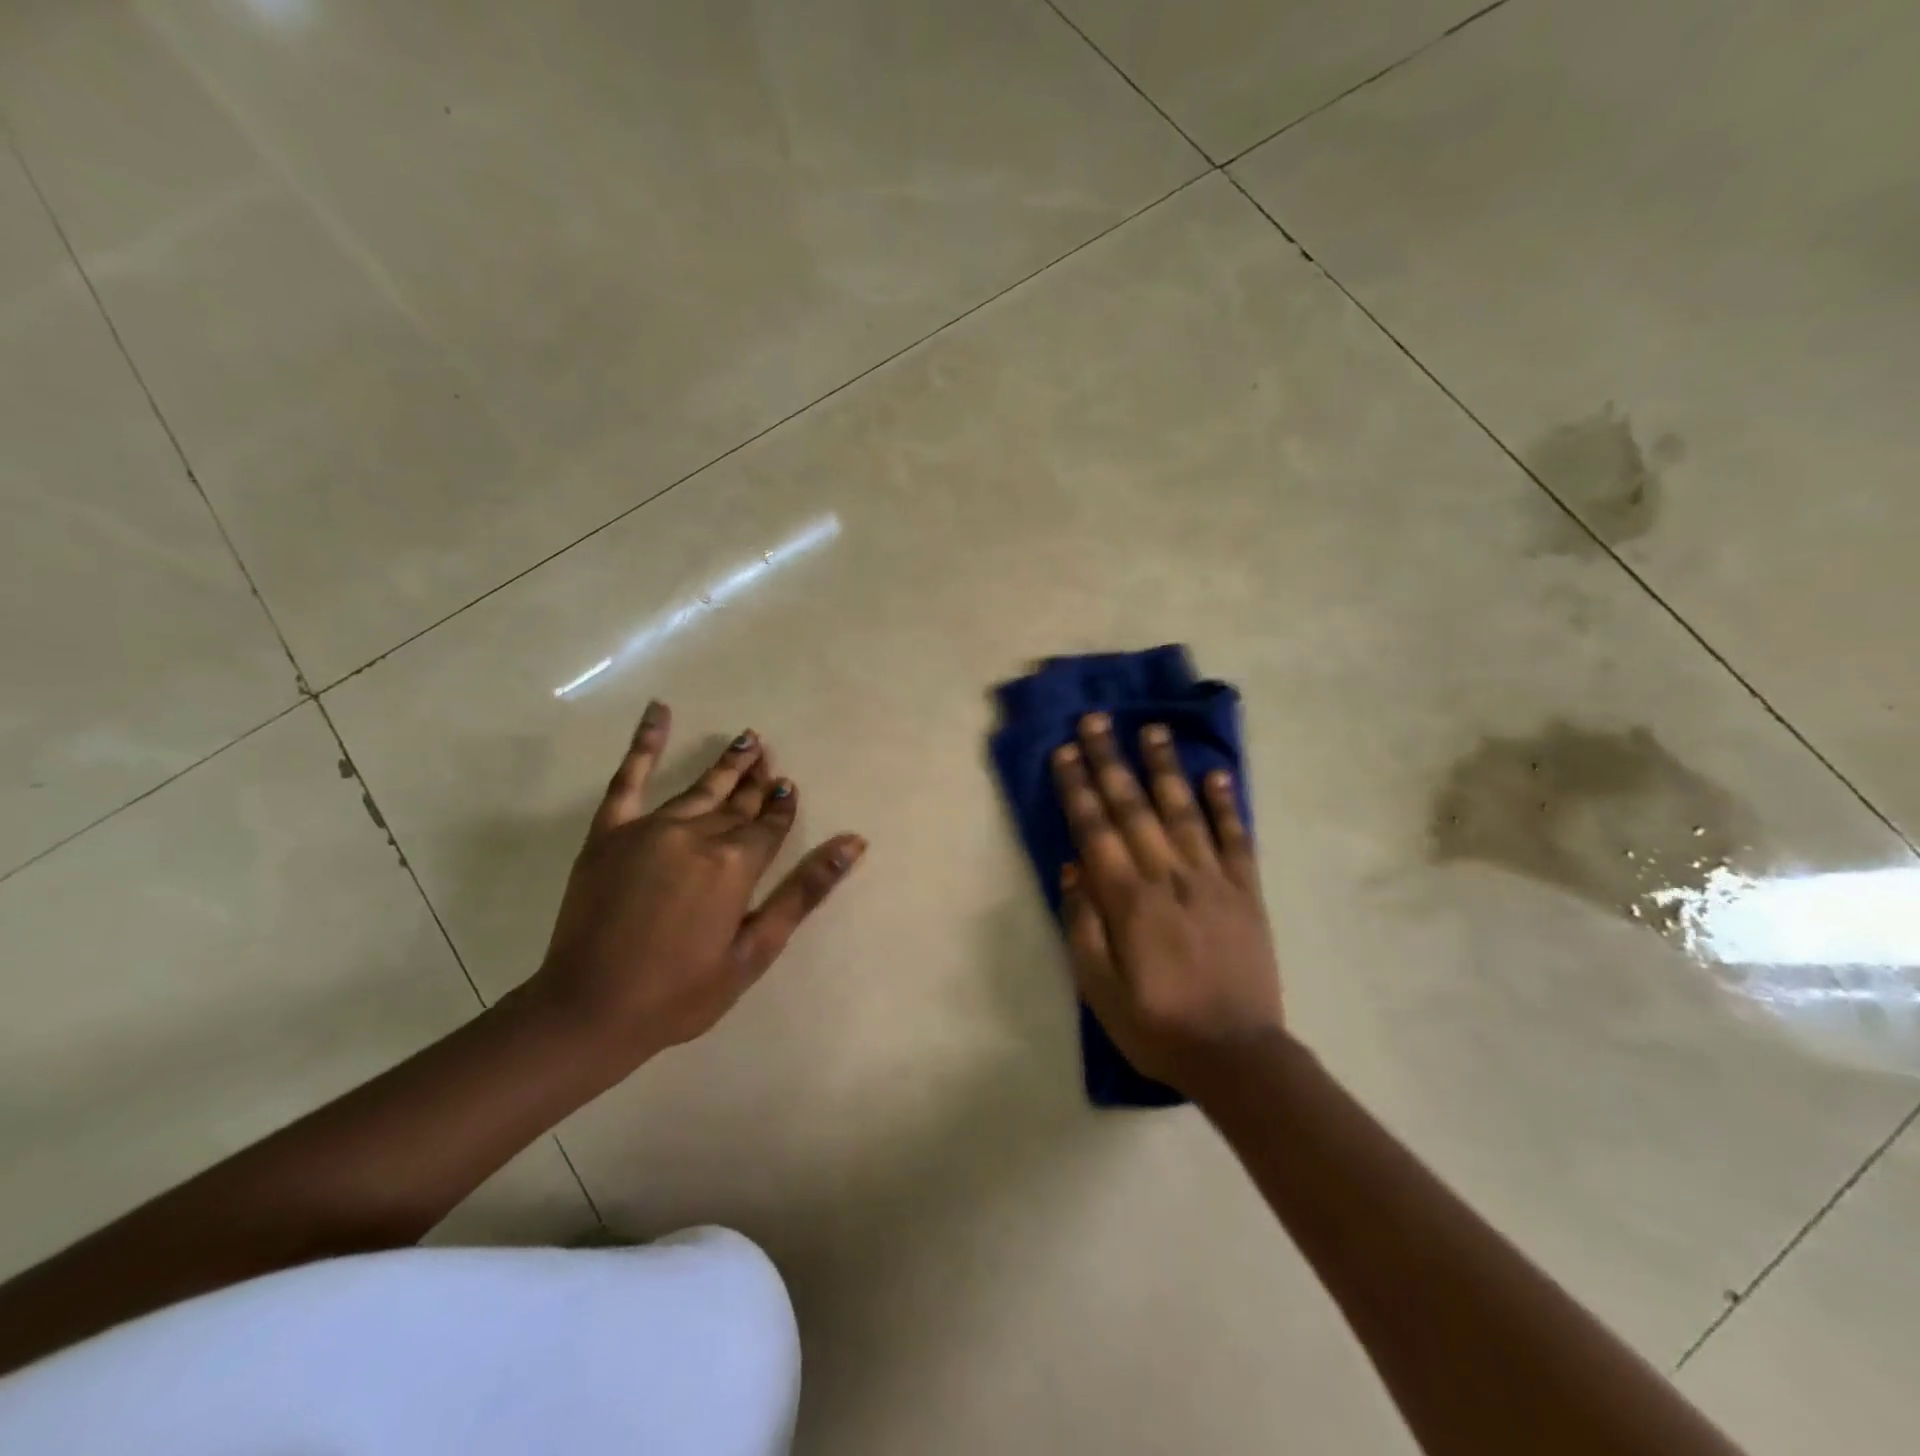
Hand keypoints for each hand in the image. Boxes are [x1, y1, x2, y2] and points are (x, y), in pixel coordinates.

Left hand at [530, 700, 864, 1070]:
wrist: (589, 1011)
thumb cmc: (681, 992)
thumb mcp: (754, 950)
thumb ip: (804, 891)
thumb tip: (853, 843)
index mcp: (735, 864)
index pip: (769, 824)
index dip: (782, 807)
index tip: (790, 788)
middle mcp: (698, 834)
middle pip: (737, 803)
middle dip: (758, 781)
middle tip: (770, 756)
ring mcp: (651, 828)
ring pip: (701, 788)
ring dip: (727, 764)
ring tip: (748, 740)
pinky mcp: (611, 832)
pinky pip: (630, 778)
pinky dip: (645, 743)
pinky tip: (659, 711)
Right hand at [1051, 713, 1282, 1094]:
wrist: (1237, 1056)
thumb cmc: (1157, 1026)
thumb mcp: (1099, 991)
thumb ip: (1083, 926)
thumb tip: (1072, 868)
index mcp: (1129, 902)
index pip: (1096, 831)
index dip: (1078, 789)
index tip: (1066, 751)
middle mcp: (1169, 878)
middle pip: (1134, 808)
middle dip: (1112, 761)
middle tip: (1097, 720)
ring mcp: (1212, 881)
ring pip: (1184, 811)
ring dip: (1165, 767)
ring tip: (1152, 729)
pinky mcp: (1246, 891)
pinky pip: (1236, 838)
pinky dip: (1226, 804)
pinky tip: (1216, 774)